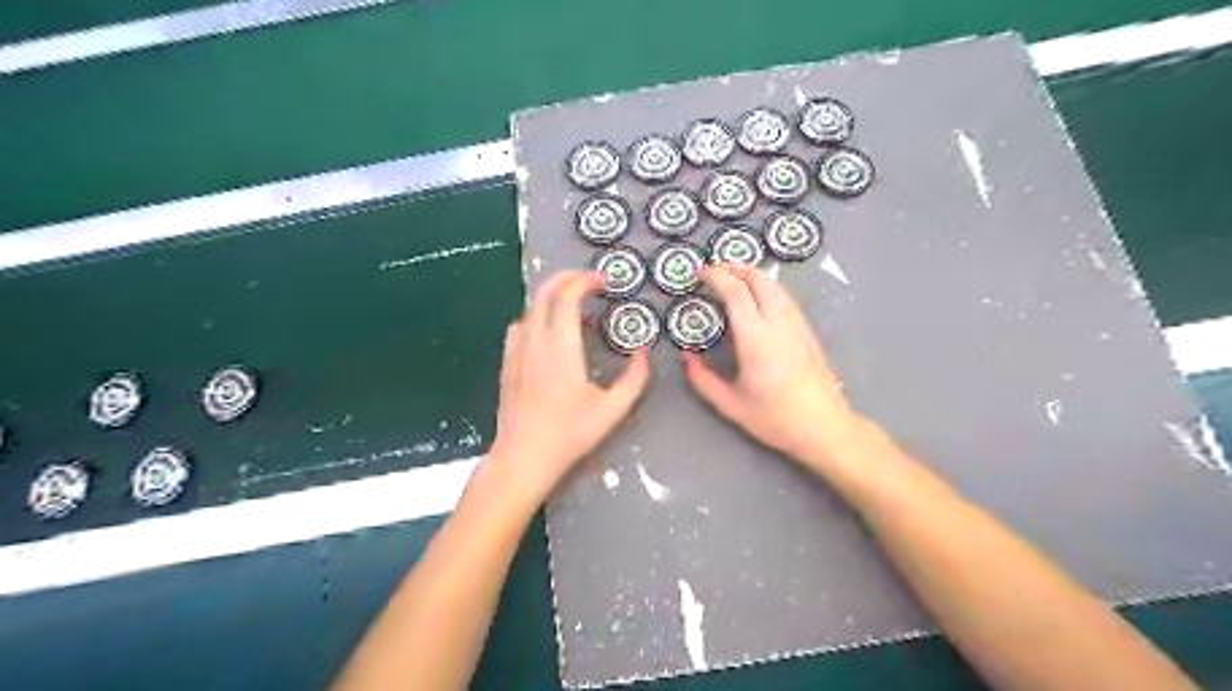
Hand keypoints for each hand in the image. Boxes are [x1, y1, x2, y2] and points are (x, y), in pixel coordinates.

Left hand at [488, 271, 653, 501]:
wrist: (523, 458)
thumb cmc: (569, 435)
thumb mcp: (612, 410)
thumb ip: (634, 380)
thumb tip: (644, 353)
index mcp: (561, 349)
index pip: (566, 297)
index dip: (585, 280)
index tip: (604, 280)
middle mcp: (535, 342)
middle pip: (544, 293)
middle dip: (567, 278)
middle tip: (590, 279)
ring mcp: (517, 352)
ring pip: (530, 308)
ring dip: (551, 296)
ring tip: (574, 305)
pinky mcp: (508, 364)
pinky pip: (519, 327)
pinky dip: (536, 316)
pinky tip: (547, 331)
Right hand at [682, 264, 863, 469]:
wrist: (825, 428)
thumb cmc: (776, 419)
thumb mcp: (731, 405)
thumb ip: (703, 380)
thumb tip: (686, 357)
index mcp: (756, 339)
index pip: (736, 292)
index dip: (717, 276)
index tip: (701, 273)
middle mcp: (778, 324)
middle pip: (759, 279)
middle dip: (736, 267)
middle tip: (716, 269)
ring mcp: (797, 325)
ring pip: (776, 286)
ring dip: (754, 275)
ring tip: (735, 277)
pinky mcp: (808, 332)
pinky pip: (786, 298)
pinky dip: (768, 288)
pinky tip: (760, 298)